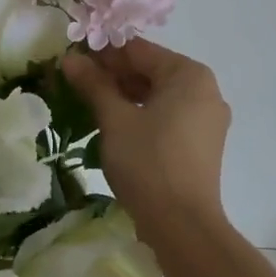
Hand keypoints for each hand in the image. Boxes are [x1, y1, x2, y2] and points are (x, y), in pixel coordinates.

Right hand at [63, 38, 231, 241]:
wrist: (183, 226)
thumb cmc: (148, 162)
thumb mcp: (114, 119)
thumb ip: (93, 84)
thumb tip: (69, 58)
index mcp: (189, 74)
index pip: (138, 50)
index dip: (102, 52)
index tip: (71, 56)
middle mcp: (205, 90)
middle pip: (150, 70)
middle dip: (112, 74)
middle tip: (75, 81)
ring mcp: (207, 118)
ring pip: (158, 94)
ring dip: (124, 95)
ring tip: (89, 101)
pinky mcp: (202, 143)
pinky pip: (167, 115)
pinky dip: (142, 114)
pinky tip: (113, 123)